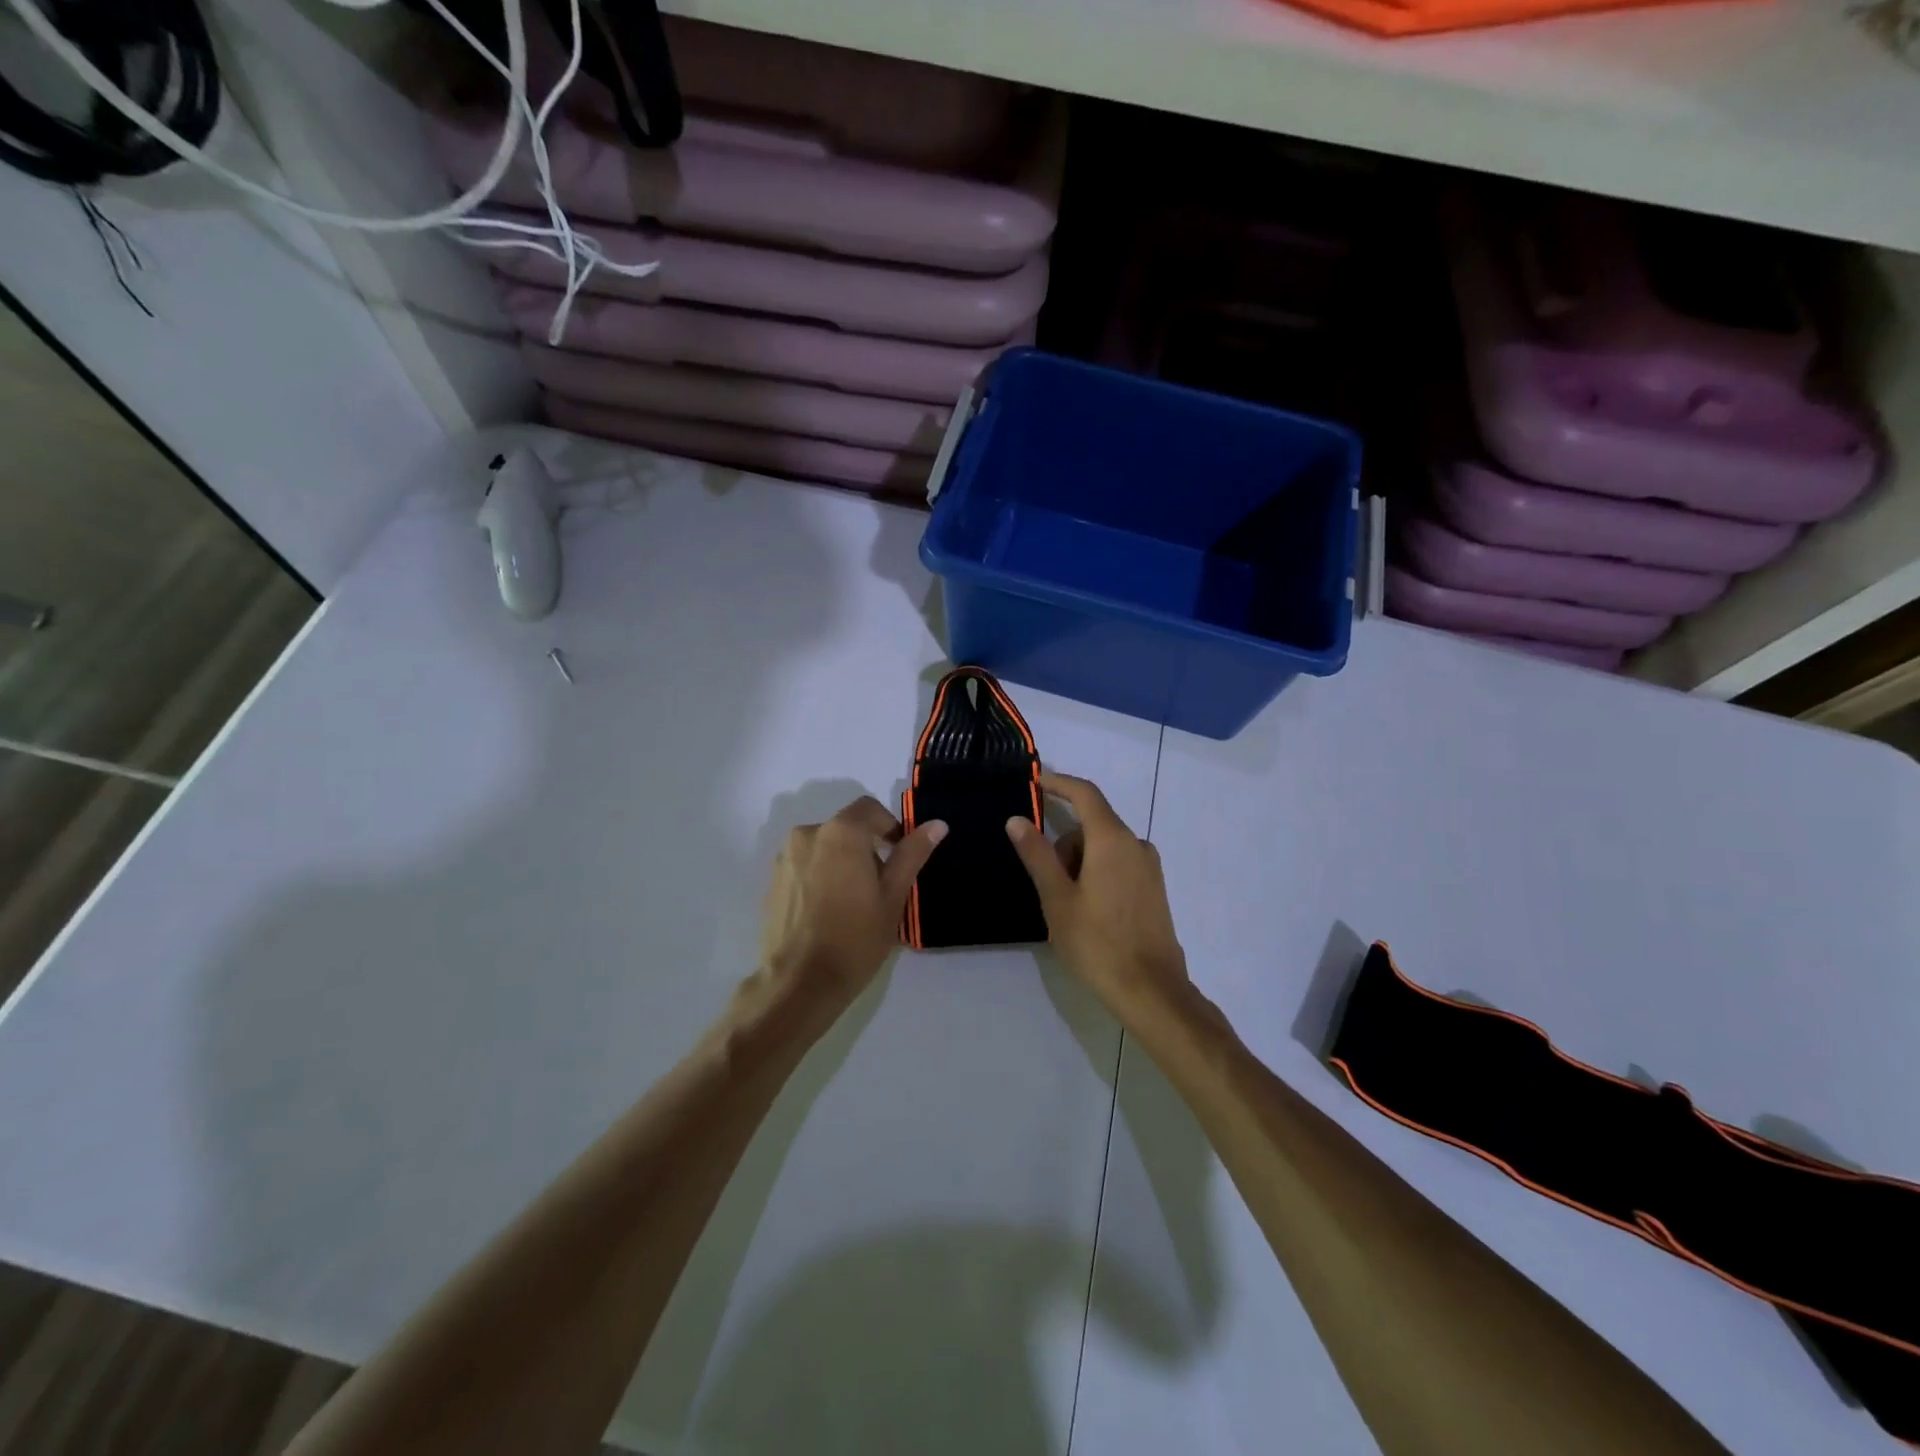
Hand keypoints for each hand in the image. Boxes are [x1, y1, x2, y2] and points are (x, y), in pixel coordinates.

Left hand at [758, 796, 946, 1007]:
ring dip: (842, 862)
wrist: (799, 983)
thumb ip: (912, 854)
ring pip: (824, 847)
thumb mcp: (894, 896)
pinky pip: (805, 865)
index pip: (870, 809)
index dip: (890, 827)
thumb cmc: (855, 938)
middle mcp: (807, 834)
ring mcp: (785, 858)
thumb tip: (937, 825)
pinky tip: (828, 911)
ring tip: (853, 902)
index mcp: (841, 832)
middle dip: (866, 848)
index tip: (900, 857)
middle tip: (880, 887)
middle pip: (846, 828)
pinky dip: (820, 876)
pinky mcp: (772, 881)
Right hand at [1005, 772, 1189, 1024]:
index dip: (1059, 783)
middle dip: (1064, 844)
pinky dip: (1098, 873)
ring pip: (1104, 847)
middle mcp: (1135, 844)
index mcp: (1112, 840)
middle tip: (1048, 884)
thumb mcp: (1057, 899)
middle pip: (1092, 825)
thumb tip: (1017, 819)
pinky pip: (1119, 864)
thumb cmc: (1097, 942)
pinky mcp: (1154, 887)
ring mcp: (1149, 867)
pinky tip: (1089, 911)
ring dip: (1080, 862)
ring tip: (1068, 907)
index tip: (1035, 781)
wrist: (1151, 990)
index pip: (1085, 794)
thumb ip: (1037, 854)